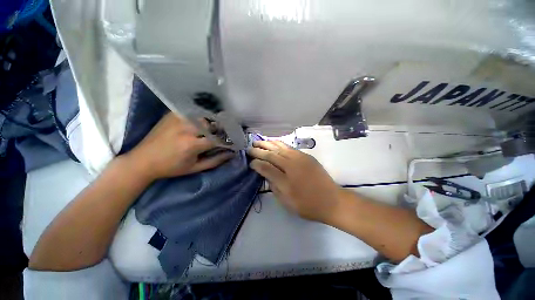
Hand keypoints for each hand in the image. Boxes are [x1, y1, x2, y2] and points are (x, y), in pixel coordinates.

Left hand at [123, 112, 234, 180]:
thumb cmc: (171, 167)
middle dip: (220, 130)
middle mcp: (186, 129)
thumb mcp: (195, 168)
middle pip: (212, 125)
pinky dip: (200, 117)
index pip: (217, 139)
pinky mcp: (172, 115)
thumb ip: (215, 161)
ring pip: (203, 117)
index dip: (227, 141)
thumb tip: (231, 154)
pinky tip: (201, 122)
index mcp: (192, 145)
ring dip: (211, 123)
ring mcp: (178, 119)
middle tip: (224, 135)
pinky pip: (192, 112)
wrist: (143, 161)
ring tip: (213, 129)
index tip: (233, 142)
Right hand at [248, 140, 342, 222]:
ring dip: (267, 144)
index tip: (250, 163)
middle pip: (271, 155)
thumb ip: (274, 188)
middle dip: (258, 151)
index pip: (266, 168)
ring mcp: (300, 159)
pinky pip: (289, 147)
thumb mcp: (287, 203)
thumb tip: (267, 175)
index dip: (256, 164)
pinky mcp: (306, 156)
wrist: (332, 200)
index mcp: (285, 181)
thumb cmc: (308, 205)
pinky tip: (273, 142)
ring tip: (258, 142)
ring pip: (280, 147)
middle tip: (249, 149)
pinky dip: (279, 144)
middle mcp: (291, 166)